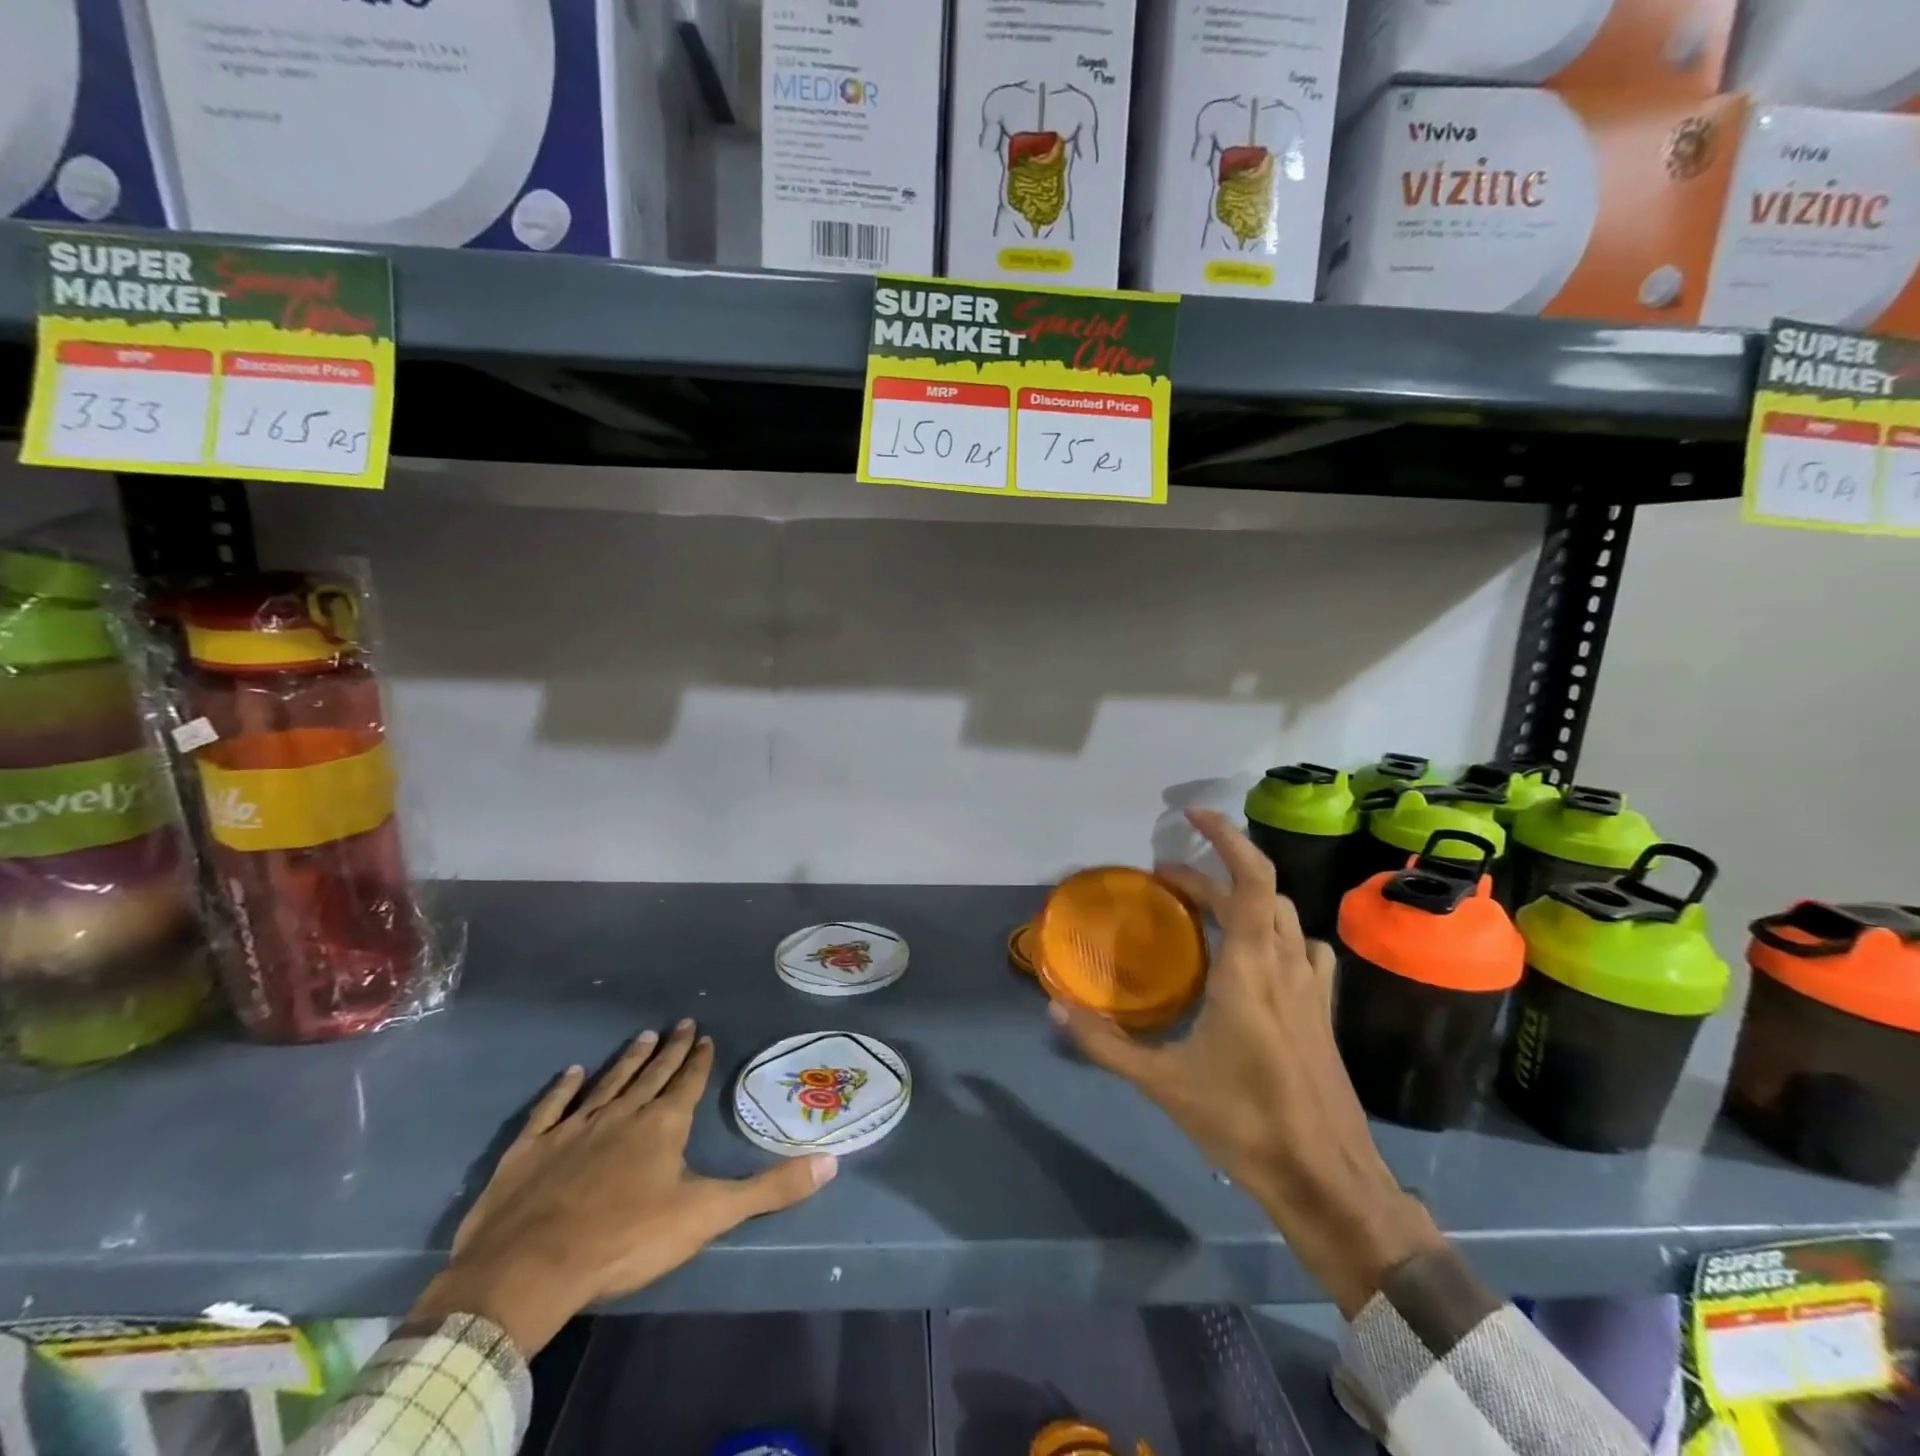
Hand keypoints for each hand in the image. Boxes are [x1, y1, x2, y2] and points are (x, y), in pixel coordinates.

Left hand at [412, 1020, 836, 1354]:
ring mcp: (573, 1128)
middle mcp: (621, 1114)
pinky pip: (551, 1108)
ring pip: (607, 1082)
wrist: (530, 1268)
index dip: (698, 1060)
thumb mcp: (707, 1216)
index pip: (687, 1083)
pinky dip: (562, 1089)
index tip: (705, 1035)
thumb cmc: (625, 1239)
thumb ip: (769, 1189)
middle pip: (651, 1074)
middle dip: (669, 1049)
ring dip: (626, 1060)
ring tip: (641, 1035)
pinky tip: (571, 1072)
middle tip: (680, 1022)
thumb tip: (830, 1162)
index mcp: (662, 1126)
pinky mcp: (530, 1148)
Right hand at [1048, 809, 1443, 1315]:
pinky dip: (1276, 931)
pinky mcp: (1323, 1012)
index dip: (1226, 837)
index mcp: (1250, 968)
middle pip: (1258, 893)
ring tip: (1205, 910)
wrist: (1327, 1179)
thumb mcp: (1163, 1083)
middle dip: (1212, 874)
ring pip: (1283, 916)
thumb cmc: (1244, 1122)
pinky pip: (1303, 948)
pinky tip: (1258, 956)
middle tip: (1165, 882)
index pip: (1249, 879)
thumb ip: (1104, 1043)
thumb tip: (1054, 1006)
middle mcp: (1285, 965)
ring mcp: (1311, 988)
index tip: (1193, 815)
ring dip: (1244, 899)